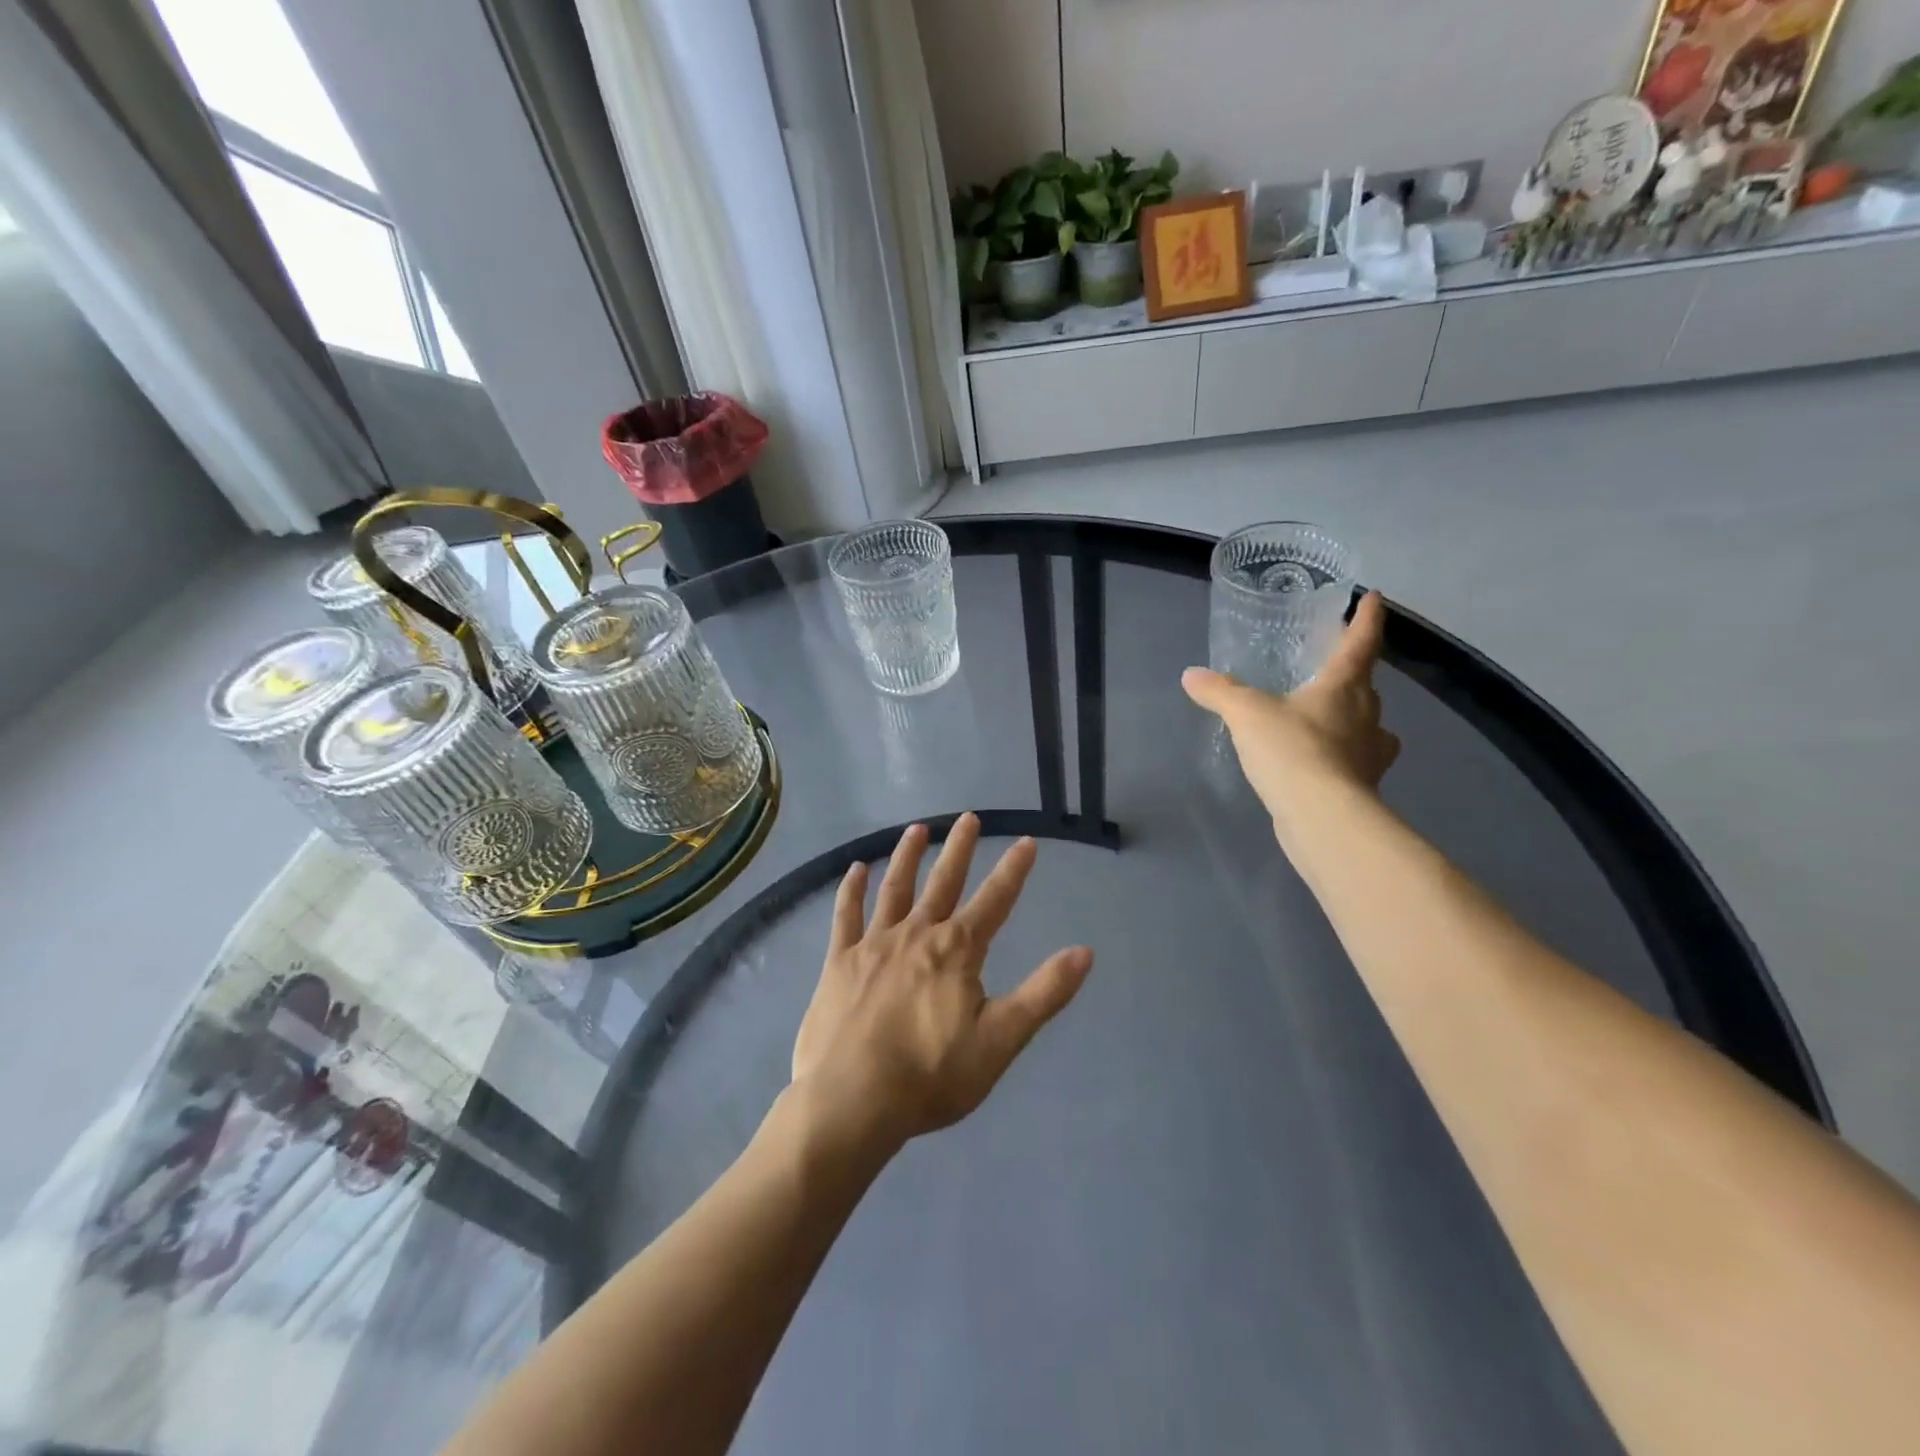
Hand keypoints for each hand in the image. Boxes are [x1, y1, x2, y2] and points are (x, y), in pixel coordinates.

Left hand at [791, 814, 1092, 1150]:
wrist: (851, 1101)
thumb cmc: (931, 1076)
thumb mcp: (1001, 1040)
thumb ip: (1043, 993)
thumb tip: (1085, 952)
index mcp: (957, 950)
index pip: (995, 900)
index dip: (1013, 870)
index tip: (1026, 842)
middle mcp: (916, 934)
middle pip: (943, 882)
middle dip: (959, 849)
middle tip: (969, 817)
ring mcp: (873, 944)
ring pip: (894, 888)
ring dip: (907, 856)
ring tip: (917, 829)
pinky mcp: (839, 961)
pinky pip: (846, 915)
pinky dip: (851, 890)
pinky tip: (855, 869)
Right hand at [1182, 591, 1400, 827]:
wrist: (1322, 817)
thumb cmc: (1291, 750)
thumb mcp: (1246, 714)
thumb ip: (1220, 692)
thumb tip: (1191, 675)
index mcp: (1344, 687)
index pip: (1360, 643)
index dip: (1366, 619)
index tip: (1375, 597)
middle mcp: (1366, 715)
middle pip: (1366, 685)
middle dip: (1354, 674)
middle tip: (1334, 667)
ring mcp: (1370, 753)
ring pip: (1368, 725)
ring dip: (1355, 718)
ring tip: (1330, 719)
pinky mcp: (1364, 786)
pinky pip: (1357, 760)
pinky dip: (1344, 756)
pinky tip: (1324, 763)